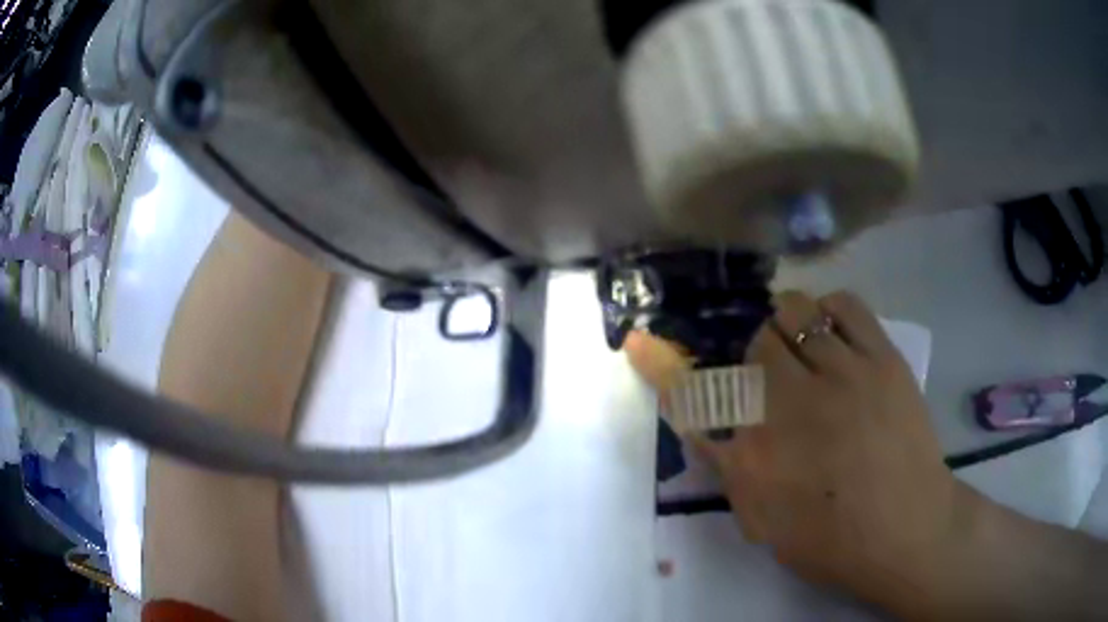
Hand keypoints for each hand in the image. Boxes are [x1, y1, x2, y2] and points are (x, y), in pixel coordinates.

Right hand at [626, 291, 966, 606]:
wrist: (907, 530)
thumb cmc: (832, 540)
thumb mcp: (764, 522)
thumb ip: (730, 472)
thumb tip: (707, 431)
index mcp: (755, 457)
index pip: (694, 399)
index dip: (659, 367)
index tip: (639, 342)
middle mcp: (790, 405)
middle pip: (751, 343)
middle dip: (755, 358)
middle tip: (776, 379)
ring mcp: (842, 374)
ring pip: (794, 312)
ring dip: (789, 327)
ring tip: (806, 350)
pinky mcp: (882, 358)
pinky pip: (844, 303)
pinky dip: (829, 310)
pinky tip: (834, 334)